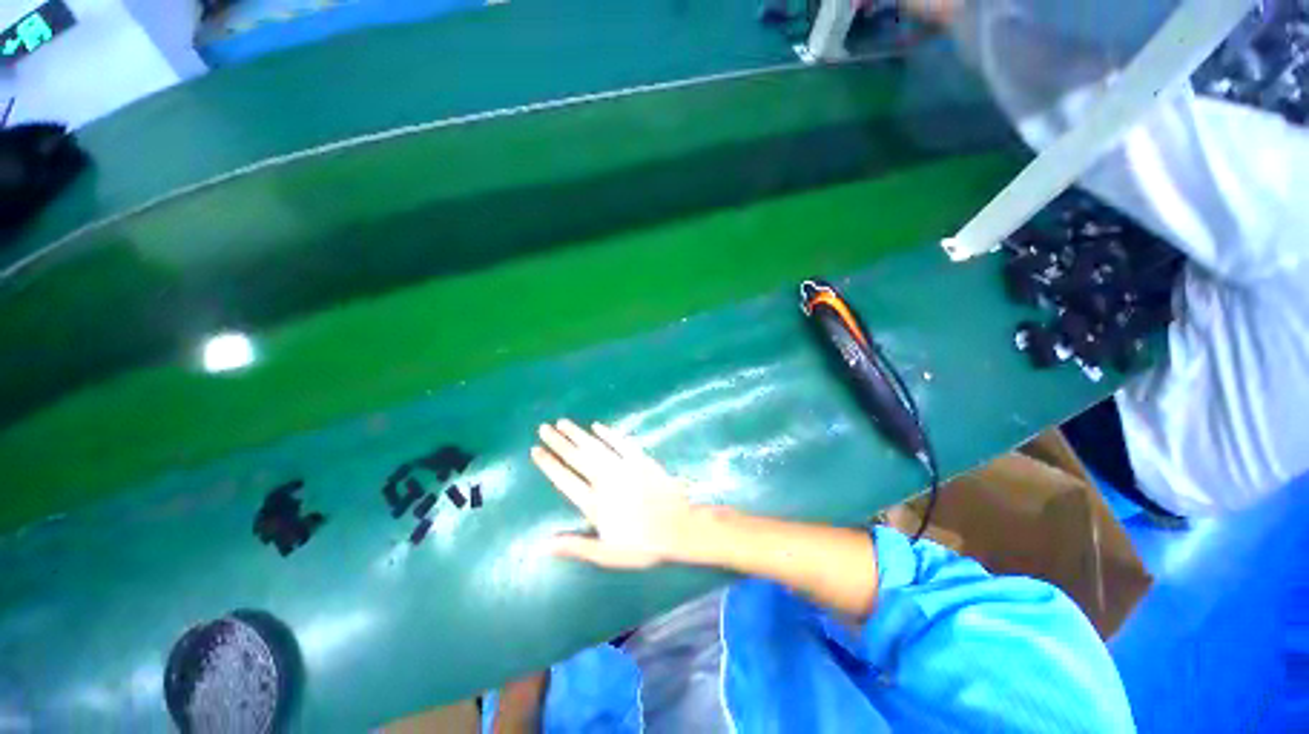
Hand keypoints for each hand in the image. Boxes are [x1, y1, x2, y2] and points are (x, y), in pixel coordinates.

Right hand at [531, 419, 706, 569]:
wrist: (679, 528)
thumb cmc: (643, 544)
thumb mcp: (608, 554)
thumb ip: (576, 546)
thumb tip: (543, 544)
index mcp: (595, 503)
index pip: (565, 480)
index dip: (549, 465)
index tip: (535, 450)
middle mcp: (606, 480)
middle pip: (577, 457)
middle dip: (558, 442)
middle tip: (543, 428)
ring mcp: (624, 467)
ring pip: (595, 446)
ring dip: (577, 433)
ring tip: (562, 422)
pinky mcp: (640, 460)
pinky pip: (621, 442)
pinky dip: (608, 433)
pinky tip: (597, 425)